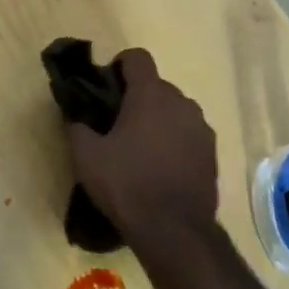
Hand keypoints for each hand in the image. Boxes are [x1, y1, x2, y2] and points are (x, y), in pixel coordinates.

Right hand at [67, 49, 218, 255]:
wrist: (174, 231)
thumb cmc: (126, 184)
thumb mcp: (86, 157)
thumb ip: (78, 127)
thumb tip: (76, 117)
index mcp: (150, 95)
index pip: (137, 57)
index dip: (119, 65)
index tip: (106, 87)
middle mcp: (181, 102)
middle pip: (156, 85)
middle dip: (137, 97)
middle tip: (116, 124)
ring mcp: (201, 128)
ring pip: (174, 110)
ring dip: (157, 119)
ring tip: (139, 148)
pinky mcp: (212, 153)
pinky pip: (188, 133)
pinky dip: (174, 140)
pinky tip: (160, 167)